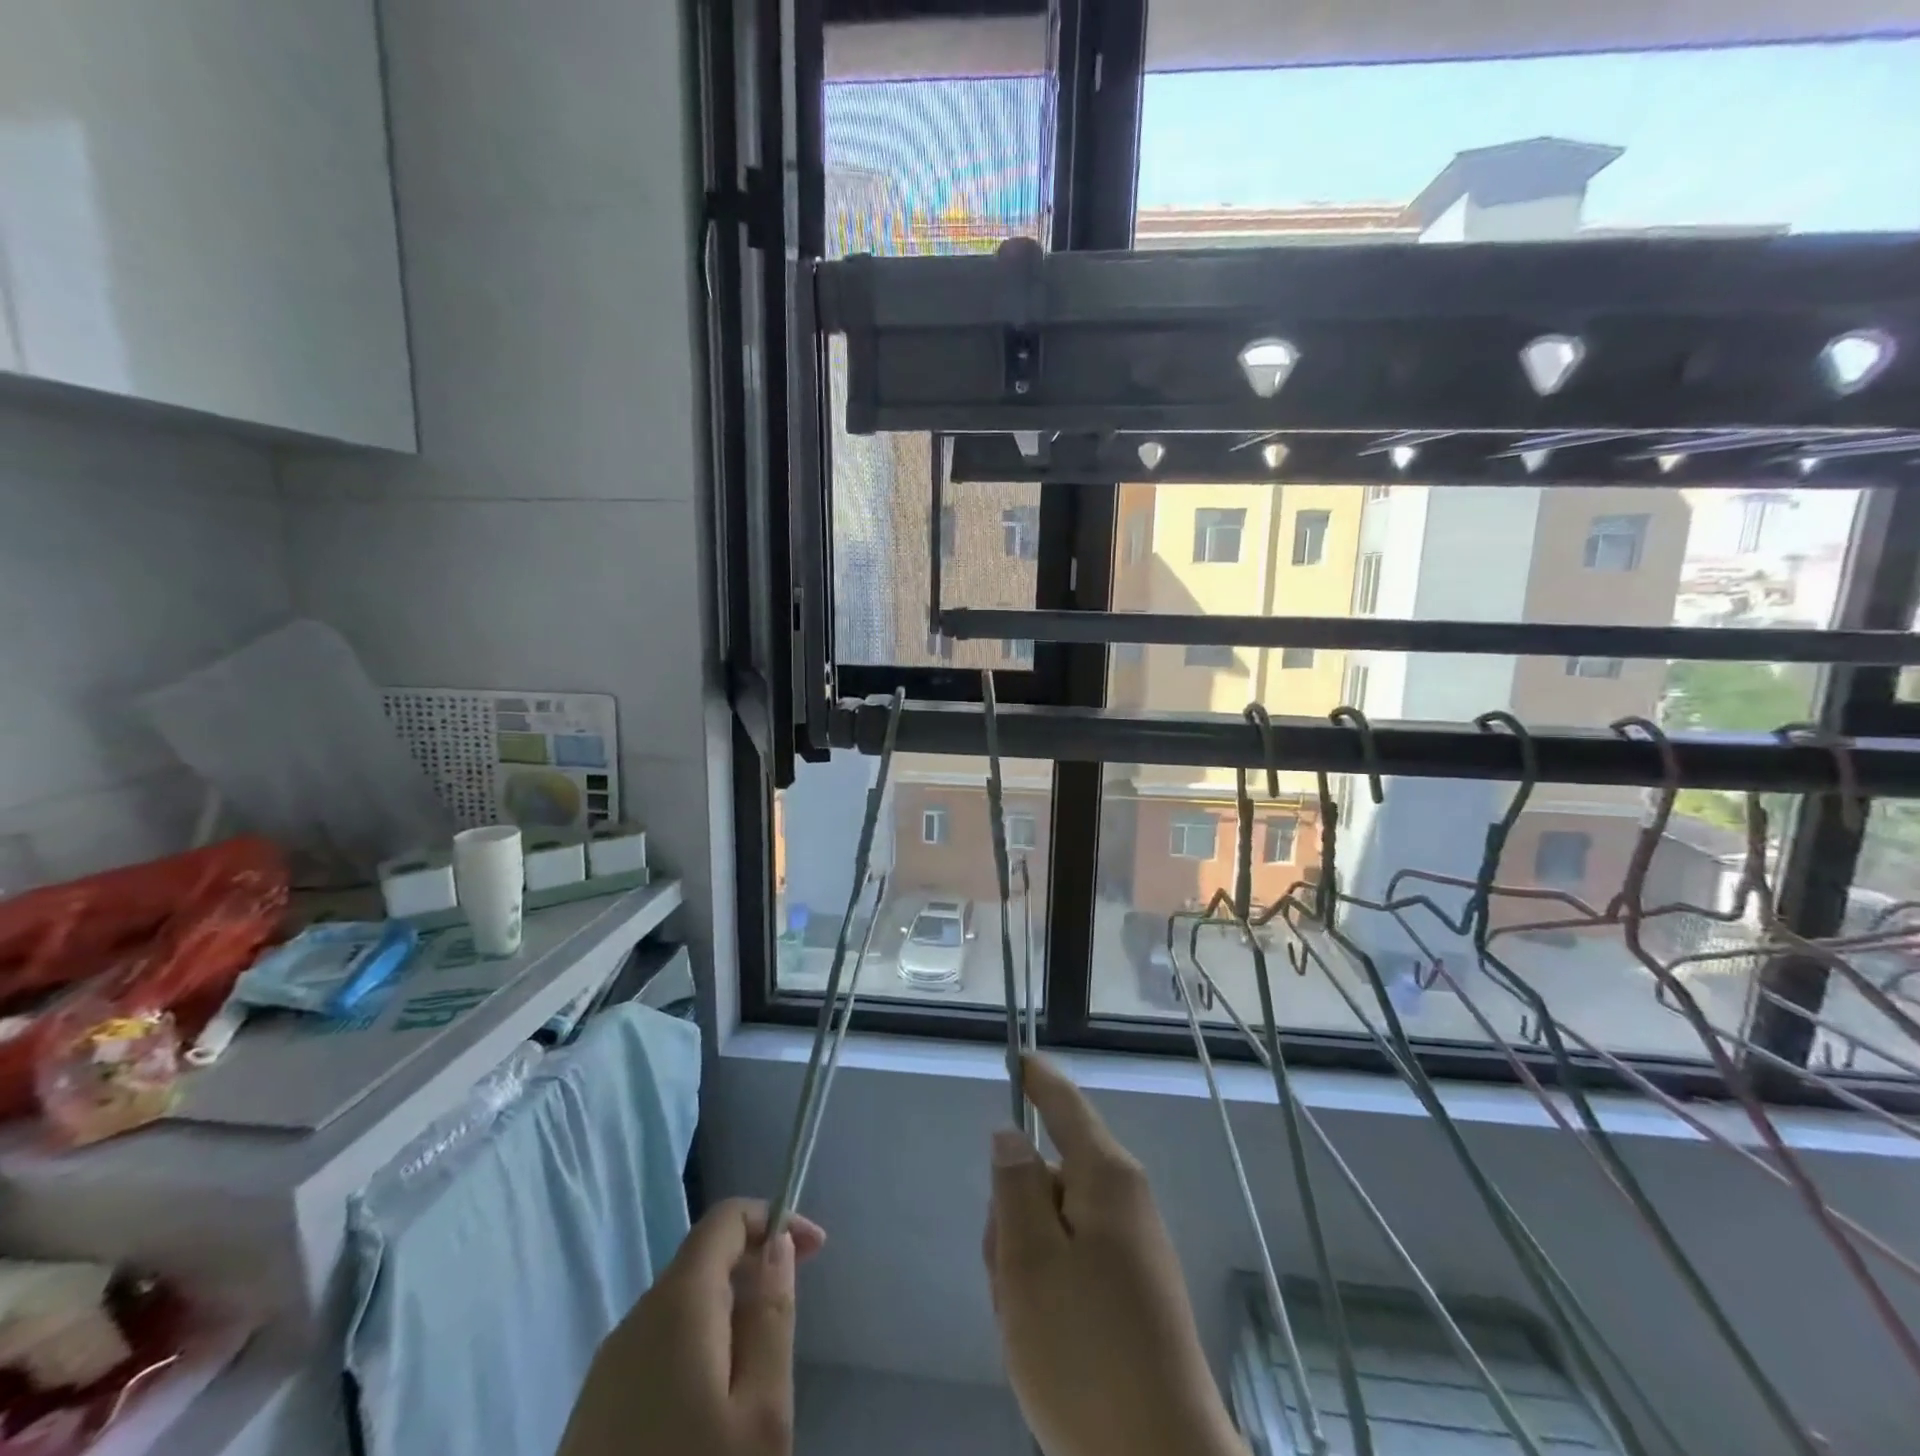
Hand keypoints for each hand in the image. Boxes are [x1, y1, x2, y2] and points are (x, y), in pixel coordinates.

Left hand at [558, 1198, 825, 1455]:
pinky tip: (710, 1408)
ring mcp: (605, 1370)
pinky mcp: (592, 1413)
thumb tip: (778, 1243)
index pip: (725, 1219)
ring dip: (726, 1314)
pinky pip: (655, 1350)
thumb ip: (772, 1316)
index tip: (815, 1250)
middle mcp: (633, 1321)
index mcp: (676, 1305)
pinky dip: (695, 1350)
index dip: (774, 1218)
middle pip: (702, 1261)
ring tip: (757, 1369)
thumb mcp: (761, 1413)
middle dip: (752, 1270)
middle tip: (791, 1315)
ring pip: (680, 1308)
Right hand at [985, 1056, 1245, 1455]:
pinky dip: (1046, 1288)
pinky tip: (1043, 1340)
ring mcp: (1130, 1248)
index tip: (1014, 1057)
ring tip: (1024, 1321)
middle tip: (1005, 1273)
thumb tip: (1011, 1133)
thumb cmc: (1086, 1353)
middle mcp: (1124, 1200)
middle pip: (1049, 1171)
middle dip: (1013, 1211)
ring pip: (1053, 1222)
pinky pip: (1071, 1262)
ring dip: (1024, 1260)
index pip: (1064, 1103)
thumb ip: (1015, 1186)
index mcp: (1106, 1177)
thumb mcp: (1030, 1261)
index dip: (1036, 1077)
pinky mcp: (1129, 1291)